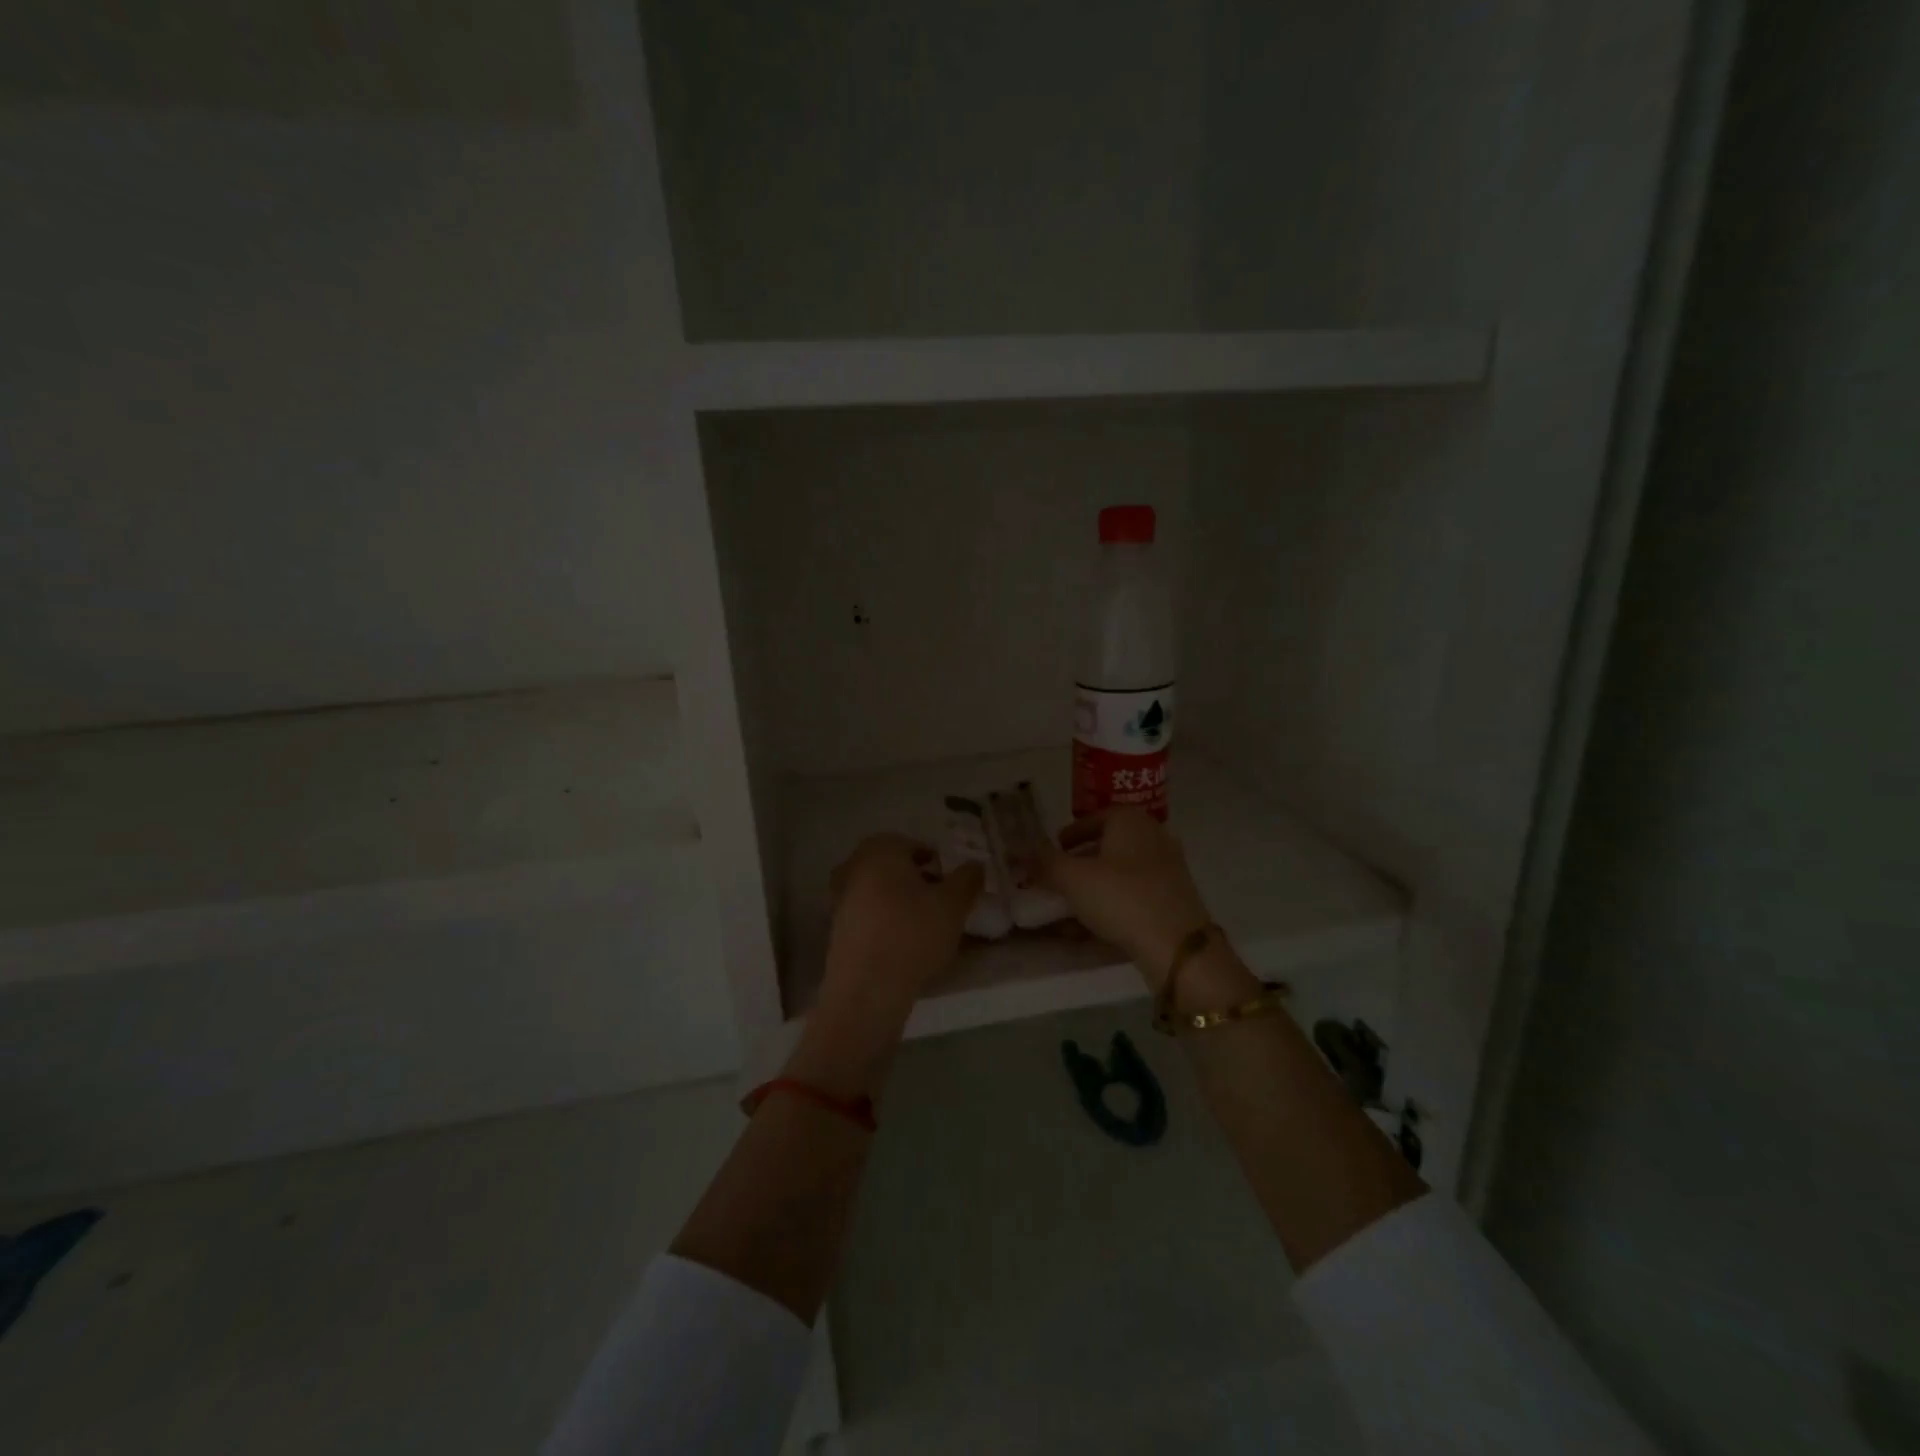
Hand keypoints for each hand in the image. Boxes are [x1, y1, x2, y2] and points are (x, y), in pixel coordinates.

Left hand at [817, 834, 983, 1029]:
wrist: (867, 989)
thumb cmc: (912, 934)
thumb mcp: (953, 904)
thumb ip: (967, 879)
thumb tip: (975, 865)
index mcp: (880, 850)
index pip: (915, 846)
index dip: (938, 863)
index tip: (952, 885)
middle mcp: (854, 866)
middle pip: (894, 867)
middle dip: (918, 880)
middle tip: (940, 903)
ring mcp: (840, 897)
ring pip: (879, 890)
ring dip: (901, 901)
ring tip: (925, 925)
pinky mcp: (836, 928)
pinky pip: (868, 914)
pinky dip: (886, 921)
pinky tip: (903, 942)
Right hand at [1037, 808, 1212, 987]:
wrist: (1177, 945)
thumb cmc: (1121, 897)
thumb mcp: (1072, 878)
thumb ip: (1042, 862)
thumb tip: (1015, 850)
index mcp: (1130, 820)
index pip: (1092, 819)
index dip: (1069, 835)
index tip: (1052, 852)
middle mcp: (1153, 835)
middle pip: (1108, 845)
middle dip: (1081, 862)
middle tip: (1058, 879)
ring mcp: (1168, 867)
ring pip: (1121, 872)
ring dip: (1095, 886)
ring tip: (1072, 907)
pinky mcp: (1175, 897)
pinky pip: (1136, 893)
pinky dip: (1114, 903)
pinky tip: (1095, 926)